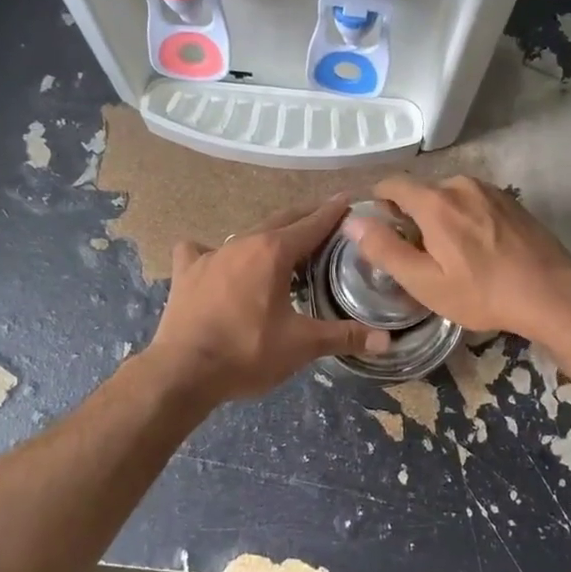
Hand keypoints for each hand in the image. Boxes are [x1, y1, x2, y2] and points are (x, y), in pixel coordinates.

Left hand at [145, 196, 389, 403]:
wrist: (183, 371)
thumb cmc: (247, 352)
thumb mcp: (301, 345)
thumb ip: (344, 337)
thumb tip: (387, 340)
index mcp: (274, 252)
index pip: (312, 224)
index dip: (333, 212)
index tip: (348, 199)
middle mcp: (244, 243)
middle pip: (281, 220)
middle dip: (305, 216)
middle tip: (324, 218)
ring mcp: (211, 254)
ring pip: (247, 234)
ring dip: (268, 235)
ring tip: (281, 246)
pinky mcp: (187, 272)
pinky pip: (200, 250)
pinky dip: (213, 252)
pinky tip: (215, 261)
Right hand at [342, 175, 570, 341]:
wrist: (551, 293)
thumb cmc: (483, 293)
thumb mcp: (425, 282)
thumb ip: (385, 249)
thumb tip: (353, 221)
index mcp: (435, 202)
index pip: (392, 184)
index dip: (379, 204)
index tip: (382, 230)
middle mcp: (460, 184)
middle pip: (422, 192)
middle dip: (412, 216)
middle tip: (419, 255)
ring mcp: (490, 190)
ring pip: (449, 197)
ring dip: (441, 218)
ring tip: (452, 254)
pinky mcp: (510, 200)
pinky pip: (474, 202)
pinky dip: (466, 218)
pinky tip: (479, 248)